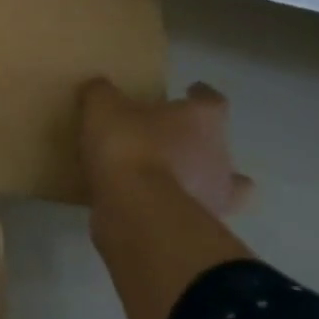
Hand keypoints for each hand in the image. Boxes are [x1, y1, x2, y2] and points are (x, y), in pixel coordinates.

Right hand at [79, 78, 253, 219]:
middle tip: (168, 137)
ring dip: (197, 181)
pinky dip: (175, 208)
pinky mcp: (196, 229)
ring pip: (217, 186)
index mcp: (202, 120)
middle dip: (199, 142)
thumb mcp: (103, 106)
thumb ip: (103, 93)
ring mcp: (214, 198)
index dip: (201, 95)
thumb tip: (100, 89)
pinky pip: (188, 213)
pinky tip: (150, 205)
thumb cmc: (129, 145)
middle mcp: (218, 157)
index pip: (212, 101)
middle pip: (218, 145)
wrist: (137, 211)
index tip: (190, 90)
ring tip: (168, 177)